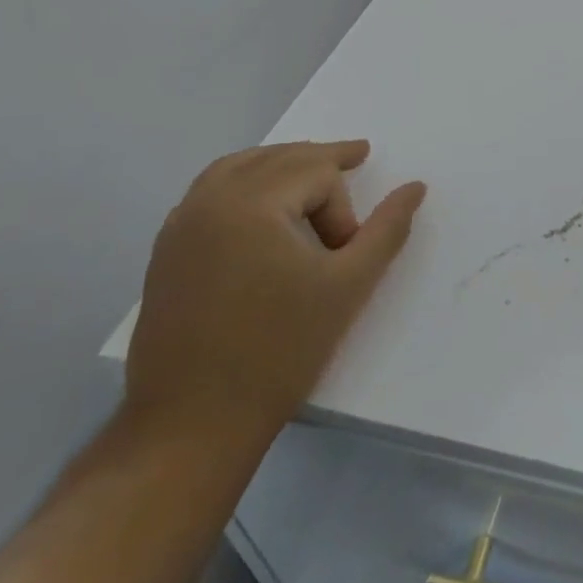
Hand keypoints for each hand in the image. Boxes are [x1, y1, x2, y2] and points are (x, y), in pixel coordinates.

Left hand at [124, 141, 425, 444]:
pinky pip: (210, 191)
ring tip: (312, 175)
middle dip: (320, 162)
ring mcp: (180, 224)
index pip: (317, 174)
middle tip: (356, 157)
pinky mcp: (166, 251)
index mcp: (251, 202)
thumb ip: (387, 229)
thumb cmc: (279, 351)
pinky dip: (245, 183)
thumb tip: (416, 187)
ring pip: (240, 166)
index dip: (343, 210)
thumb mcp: (349, 286)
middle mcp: (209, 200)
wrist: (191, 425)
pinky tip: (262, 209)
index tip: (345, 257)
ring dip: (281, 164)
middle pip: (278, 157)